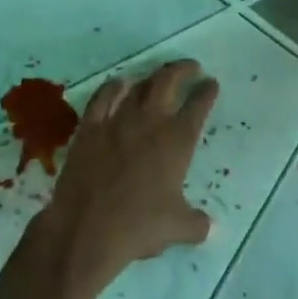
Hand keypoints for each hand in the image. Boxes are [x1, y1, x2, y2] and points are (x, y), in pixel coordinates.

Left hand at [29, 60, 217, 298]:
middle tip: (190, 67)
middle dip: (182, 69)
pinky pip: (102, 98)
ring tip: (158, 76)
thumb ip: (197, 223)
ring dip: (151, 77)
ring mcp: (117, 121)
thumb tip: (207, 226)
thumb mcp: (178, 228)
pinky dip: (113, 87)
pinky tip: (118, 84)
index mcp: (177, 141)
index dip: (207, 91)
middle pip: (168, 81)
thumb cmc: (138, 227)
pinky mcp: (89, 129)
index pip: (198, 105)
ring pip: (137, 86)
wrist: (86, 231)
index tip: (211, 84)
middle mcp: (150, 122)